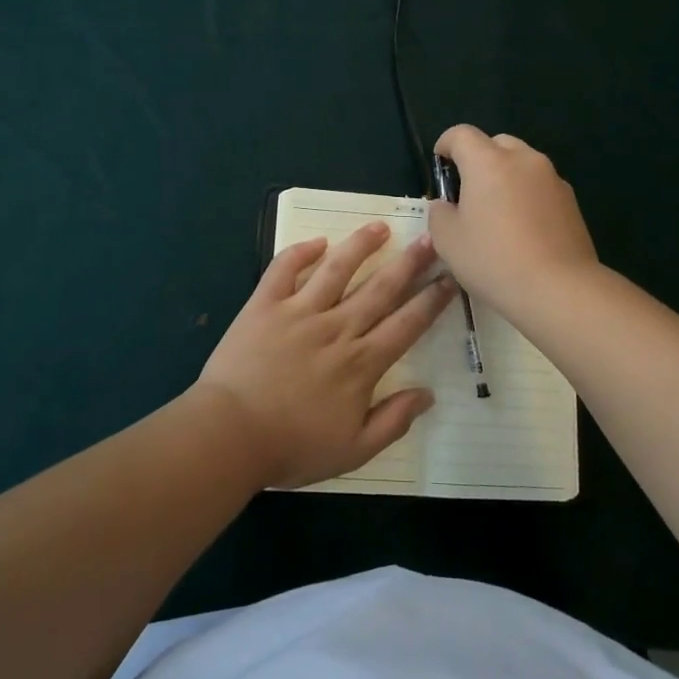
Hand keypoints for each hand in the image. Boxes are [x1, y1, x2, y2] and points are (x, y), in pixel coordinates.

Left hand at [193, 223, 455, 487]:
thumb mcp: (353, 451)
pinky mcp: (265, 305)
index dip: (431, 301)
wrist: (229, 436)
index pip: (406, 325)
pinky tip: (317, 241)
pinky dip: (300, 252)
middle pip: (380, 289)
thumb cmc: (292, 447)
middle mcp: (336, 329)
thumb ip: (392, 422)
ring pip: (337, 269)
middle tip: (430, 239)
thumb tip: (428, 395)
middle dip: (409, 263)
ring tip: (381, 226)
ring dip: (361, 245)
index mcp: (361, 363)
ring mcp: (299, 312)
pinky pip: (284, 269)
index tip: (450, 279)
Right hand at [427, 124, 598, 316]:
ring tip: (497, 213)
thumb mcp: (447, 240)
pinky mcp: (571, 201)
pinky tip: (524, 230)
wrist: (558, 288)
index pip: (461, 134)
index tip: (440, 165)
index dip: (446, 144)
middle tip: (468, 192)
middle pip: (496, 143)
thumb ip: (439, 213)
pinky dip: (527, 196)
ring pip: (522, 164)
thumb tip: (447, 205)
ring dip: (506, 177)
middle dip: (479, 159)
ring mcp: (552, 178)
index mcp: (488, 162)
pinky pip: (541, 186)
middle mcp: (523, 160)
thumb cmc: (493, 260)